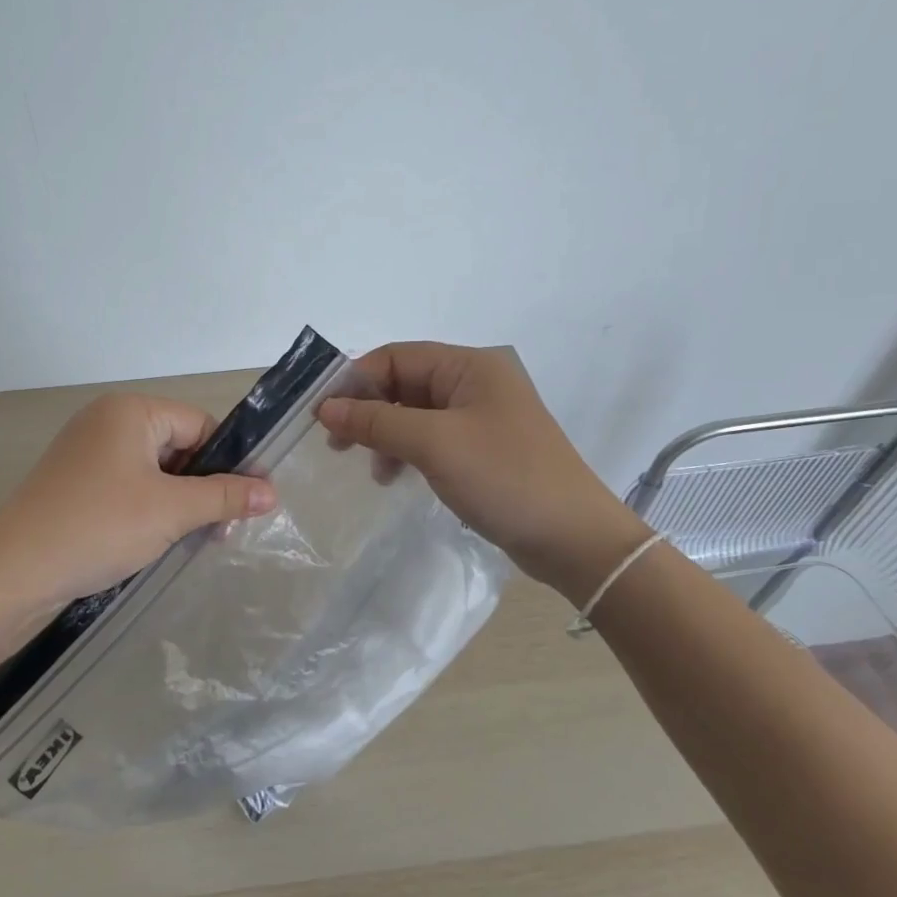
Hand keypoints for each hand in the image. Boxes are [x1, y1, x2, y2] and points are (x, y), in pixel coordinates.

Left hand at [0, 393, 276, 672]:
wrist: (11, 574)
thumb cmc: (98, 527)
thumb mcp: (170, 510)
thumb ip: (224, 496)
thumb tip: (272, 491)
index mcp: (129, 411)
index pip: (200, 424)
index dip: (228, 462)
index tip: (249, 504)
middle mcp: (106, 422)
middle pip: (178, 447)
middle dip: (203, 487)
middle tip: (223, 532)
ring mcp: (86, 455)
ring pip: (154, 472)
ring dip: (179, 504)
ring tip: (195, 541)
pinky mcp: (75, 486)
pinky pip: (128, 489)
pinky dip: (149, 511)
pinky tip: (160, 543)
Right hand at [317, 342, 649, 601]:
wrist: (574, 539)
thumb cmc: (504, 477)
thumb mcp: (434, 444)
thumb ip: (376, 422)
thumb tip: (326, 409)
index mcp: (470, 365)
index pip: (395, 357)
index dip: (355, 380)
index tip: (321, 414)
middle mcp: (475, 383)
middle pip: (404, 383)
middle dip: (367, 410)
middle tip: (336, 444)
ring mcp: (480, 417)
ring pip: (414, 413)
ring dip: (385, 434)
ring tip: (370, 468)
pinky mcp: (481, 449)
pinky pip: (431, 438)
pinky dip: (406, 452)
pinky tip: (394, 476)